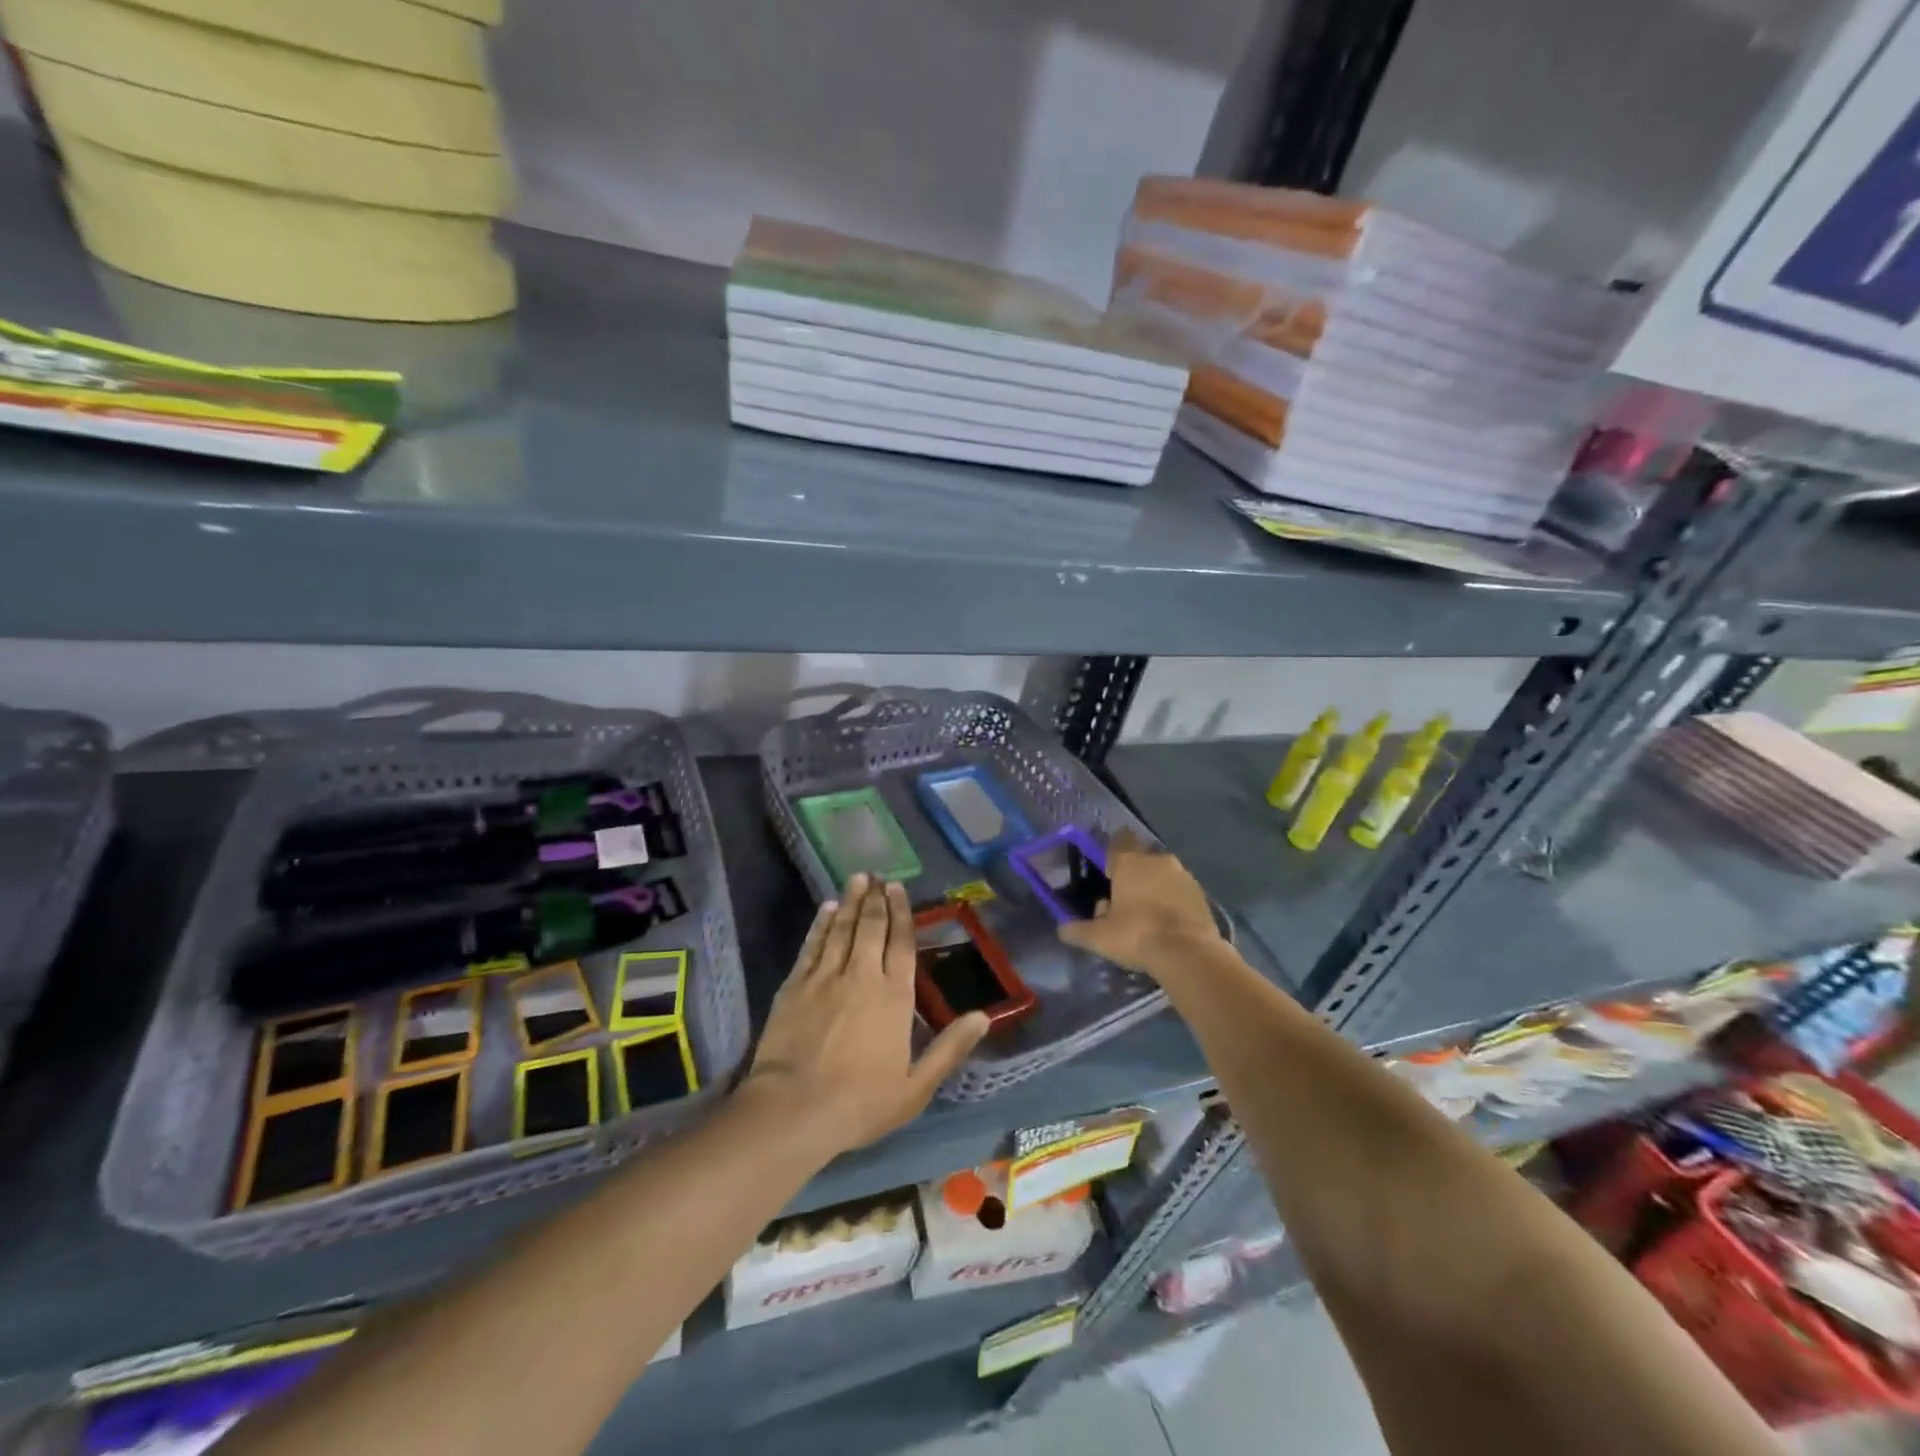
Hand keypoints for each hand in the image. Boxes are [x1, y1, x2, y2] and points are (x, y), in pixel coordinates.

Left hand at [744, 875, 988, 1158]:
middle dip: (876, 899)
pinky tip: (826, 910)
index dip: (902, 914)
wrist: (793, 1109)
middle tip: (877, 876)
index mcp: (894, 997)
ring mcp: (825, 977)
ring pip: (841, 929)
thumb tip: (983, 1016)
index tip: (899, 889)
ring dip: (851, 902)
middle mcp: (862, 976)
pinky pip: (812, 945)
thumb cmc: (860, 1102)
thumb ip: (949, 1048)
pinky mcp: (795, 985)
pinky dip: (821, 924)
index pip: (901, 944)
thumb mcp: (916, 1086)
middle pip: (871, 928)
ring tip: (857, 879)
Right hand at [1058, 830, 1220, 979]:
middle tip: (1123, 901)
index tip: (1107, 870)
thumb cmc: (1137, 935)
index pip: (1118, 841)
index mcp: (1129, 862)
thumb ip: (1078, 930)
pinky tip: (1167, 923)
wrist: (1189, 953)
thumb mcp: (1099, 937)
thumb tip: (1062, 929)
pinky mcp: (1201, 893)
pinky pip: (1179, 890)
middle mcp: (1157, 860)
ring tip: (1146, 915)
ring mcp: (1183, 874)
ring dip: (1154, 887)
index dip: (1111, 854)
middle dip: (1132, 875)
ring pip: (1162, 874)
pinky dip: (1172, 900)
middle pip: (1140, 859)